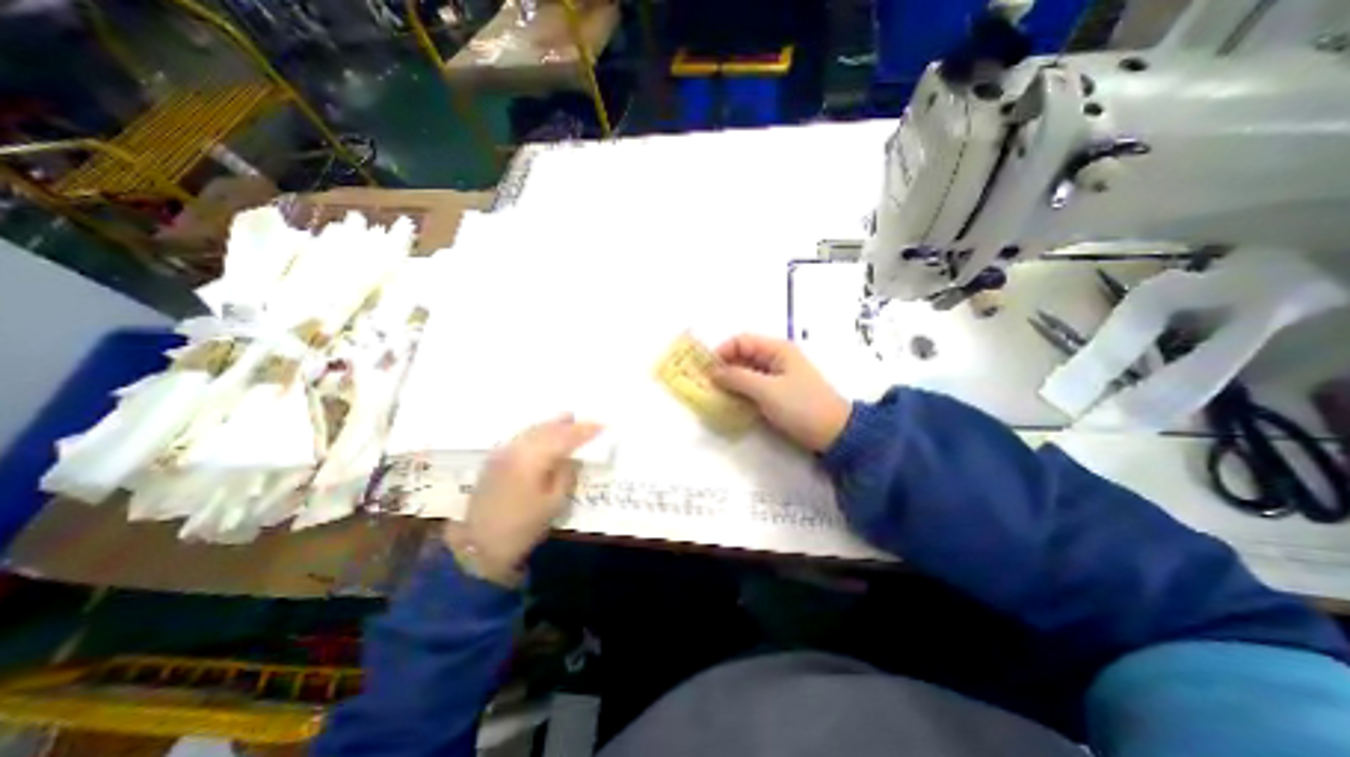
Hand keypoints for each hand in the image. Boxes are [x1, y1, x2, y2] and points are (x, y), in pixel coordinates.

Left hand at [448, 413, 599, 585]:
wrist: (479, 545)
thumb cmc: (522, 527)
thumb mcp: (554, 503)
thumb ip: (565, 474)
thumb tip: (572, 457)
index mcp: (533, 459)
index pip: (565, 437)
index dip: (584, 431)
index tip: (602, 426)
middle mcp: (516, 449)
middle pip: (547, 429)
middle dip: (569, 424)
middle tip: (587, 421)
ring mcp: (502, 452)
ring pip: (532, 429)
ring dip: (552, 424)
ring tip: (568, 418)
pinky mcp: (495, 458)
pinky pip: (521, 436)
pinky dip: (537, 431)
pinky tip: (544, 432)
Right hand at [711, 334, 847, 451]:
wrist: (834, 433)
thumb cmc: (801, 406)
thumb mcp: (767, 390)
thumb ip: (737, 378)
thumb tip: (713, 372)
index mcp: (777, 349)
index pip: (742, 341)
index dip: (722, 352)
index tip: (706, 370)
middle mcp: (776, 358)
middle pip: (743, 355)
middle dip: (724, 367)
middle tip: (707, 383)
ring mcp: (778, 376)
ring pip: (747, 371)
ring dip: (731, 380)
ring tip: (716, 393)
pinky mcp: (778, 392)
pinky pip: (754, 386)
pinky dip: (741, 391)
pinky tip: (731, 401)